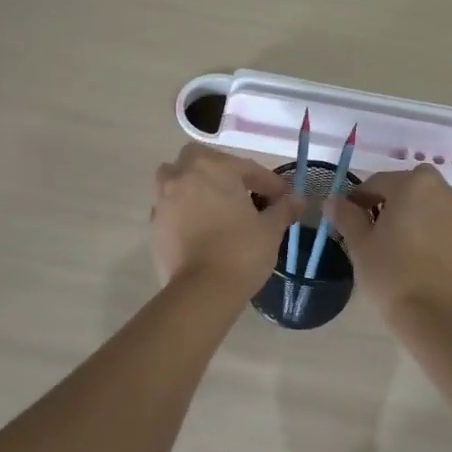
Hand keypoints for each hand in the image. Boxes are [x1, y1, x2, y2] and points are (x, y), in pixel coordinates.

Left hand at [151, 146, 297, 293]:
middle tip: (241, 192)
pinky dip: (184, 210)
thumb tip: (297, 199)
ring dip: (195, 186)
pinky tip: (201, 228)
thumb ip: (283, 208)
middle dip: (220, 171)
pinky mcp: (154, 224)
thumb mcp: (271, 229)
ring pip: (177, 179)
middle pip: (200, 160)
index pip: (247, 168)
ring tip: (216, 207)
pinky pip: (171, 207)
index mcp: (213, 168)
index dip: (269, 183)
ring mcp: (163, 199)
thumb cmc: (241, 251)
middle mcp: (183, 175)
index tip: (283, 198)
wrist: (202, 292)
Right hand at [328, 165, 451, 317]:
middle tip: (366, 230)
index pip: (376, 183)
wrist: (433, 314)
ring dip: (404, 213)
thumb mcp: (359, 243)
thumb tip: (333, 200)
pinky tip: (409, 252)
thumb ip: (346, 215)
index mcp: (414, 183)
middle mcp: (441, 189)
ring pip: (422, 202)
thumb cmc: (390, 272)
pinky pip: (437, 219)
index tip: (345, 220)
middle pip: (403, 188)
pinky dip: (422, 226)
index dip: (357, 200)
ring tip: (388, 242)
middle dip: (383, 202)